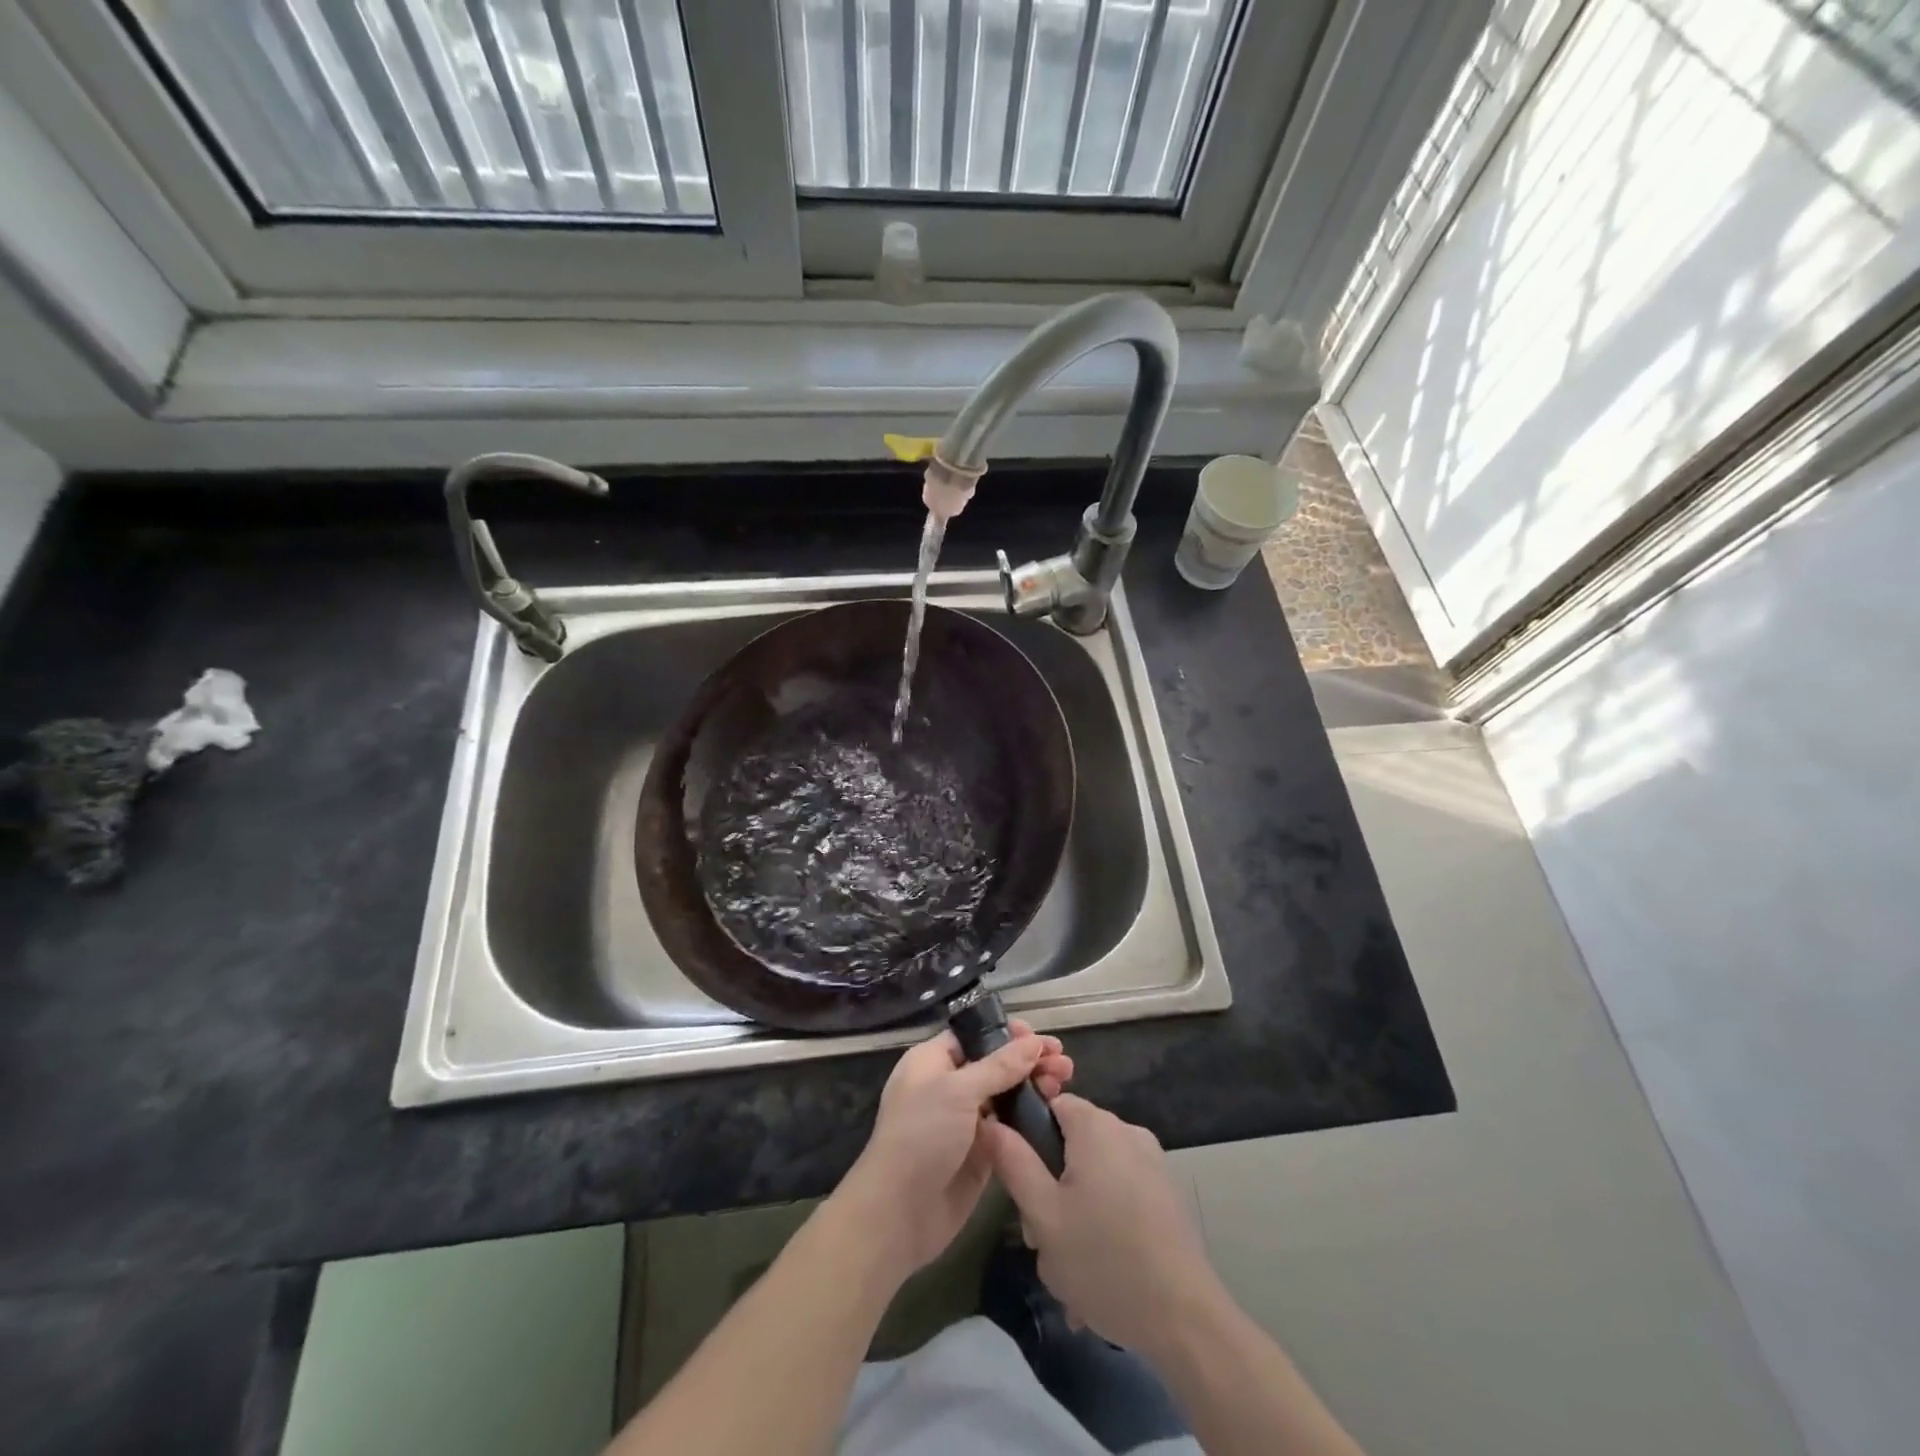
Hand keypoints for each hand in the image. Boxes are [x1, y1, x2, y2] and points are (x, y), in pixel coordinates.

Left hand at [834, 1022, 1072, 1281]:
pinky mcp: (981, 1154)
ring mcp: (965, 1122)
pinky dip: (1030, 1118)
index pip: (975, 1036)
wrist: (899, 1213)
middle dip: (1029, 1060)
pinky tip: (1055, 1112)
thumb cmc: (921, 1136)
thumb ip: (999, 1067)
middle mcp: (949, 1087)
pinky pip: (1010, 1128)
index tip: (1039, 1038)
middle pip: (995, 1064)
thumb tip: (1033, 1042)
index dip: (1007, 1035)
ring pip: (1006, 1095)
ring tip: (1065, 1081)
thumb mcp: (958, 1091)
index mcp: (933, 1062)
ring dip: (1034, 1087)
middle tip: (1063, 1062)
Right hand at [983, 1093, 1221, 1357]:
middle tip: (1042, 1236)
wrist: (1185, 1318)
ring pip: (1095, 1173)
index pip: (1050, 1104)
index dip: (1028, 1136)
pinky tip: (1100, 1271)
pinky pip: (1121, 1193)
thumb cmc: (1104, 1260)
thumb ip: (1014, 1162)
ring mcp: (1152, 1162)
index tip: (1022, 1182)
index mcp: (1096, 1126)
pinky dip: (1105, 1221)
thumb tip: (991, 1122)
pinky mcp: (1167, 1194)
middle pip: (1072, 1142)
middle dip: (1051, 1185)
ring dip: (1076, 1210)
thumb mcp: (1043, 1215)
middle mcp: (1127, 1131)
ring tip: (1069, 1267)